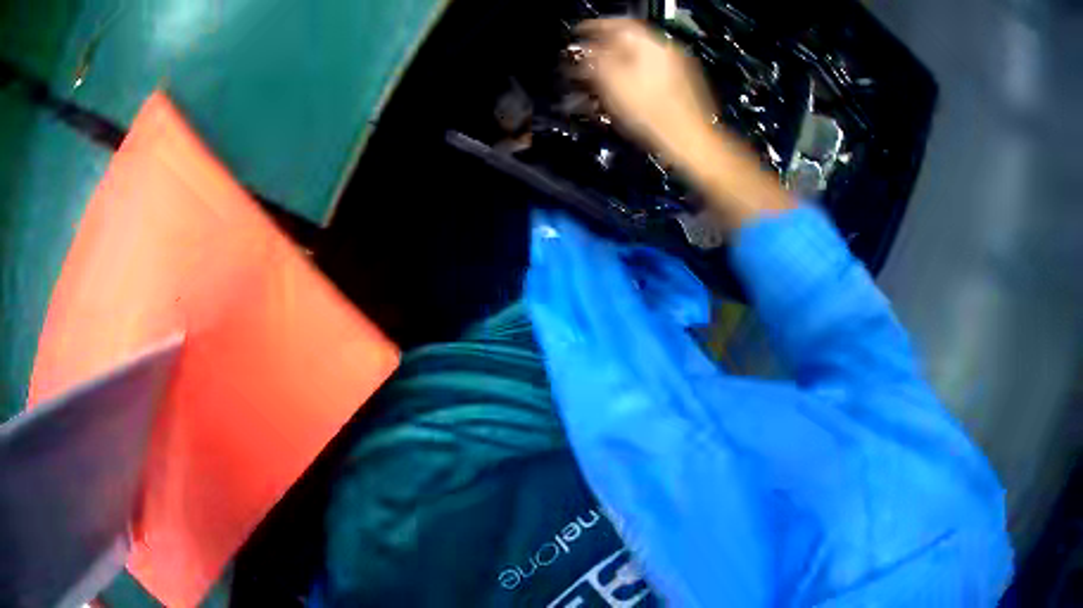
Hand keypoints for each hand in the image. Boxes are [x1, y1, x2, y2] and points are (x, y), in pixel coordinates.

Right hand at [576, 18, 716, 168]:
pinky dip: (635, 78)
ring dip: (620, 65)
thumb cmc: (653, 115)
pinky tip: (625, 93)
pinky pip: (653, 74)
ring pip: (641, 59)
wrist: (691, 143)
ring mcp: (681, 69)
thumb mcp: (613, 84)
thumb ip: (596, 61)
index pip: (617, 24)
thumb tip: (587, 50)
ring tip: (603, 80)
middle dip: (606, 50)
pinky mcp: (685, 87)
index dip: (594, 29)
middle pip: (630, 41)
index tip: (580, 34)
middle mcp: (669, 51)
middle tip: (588, 61)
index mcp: (652, 44)